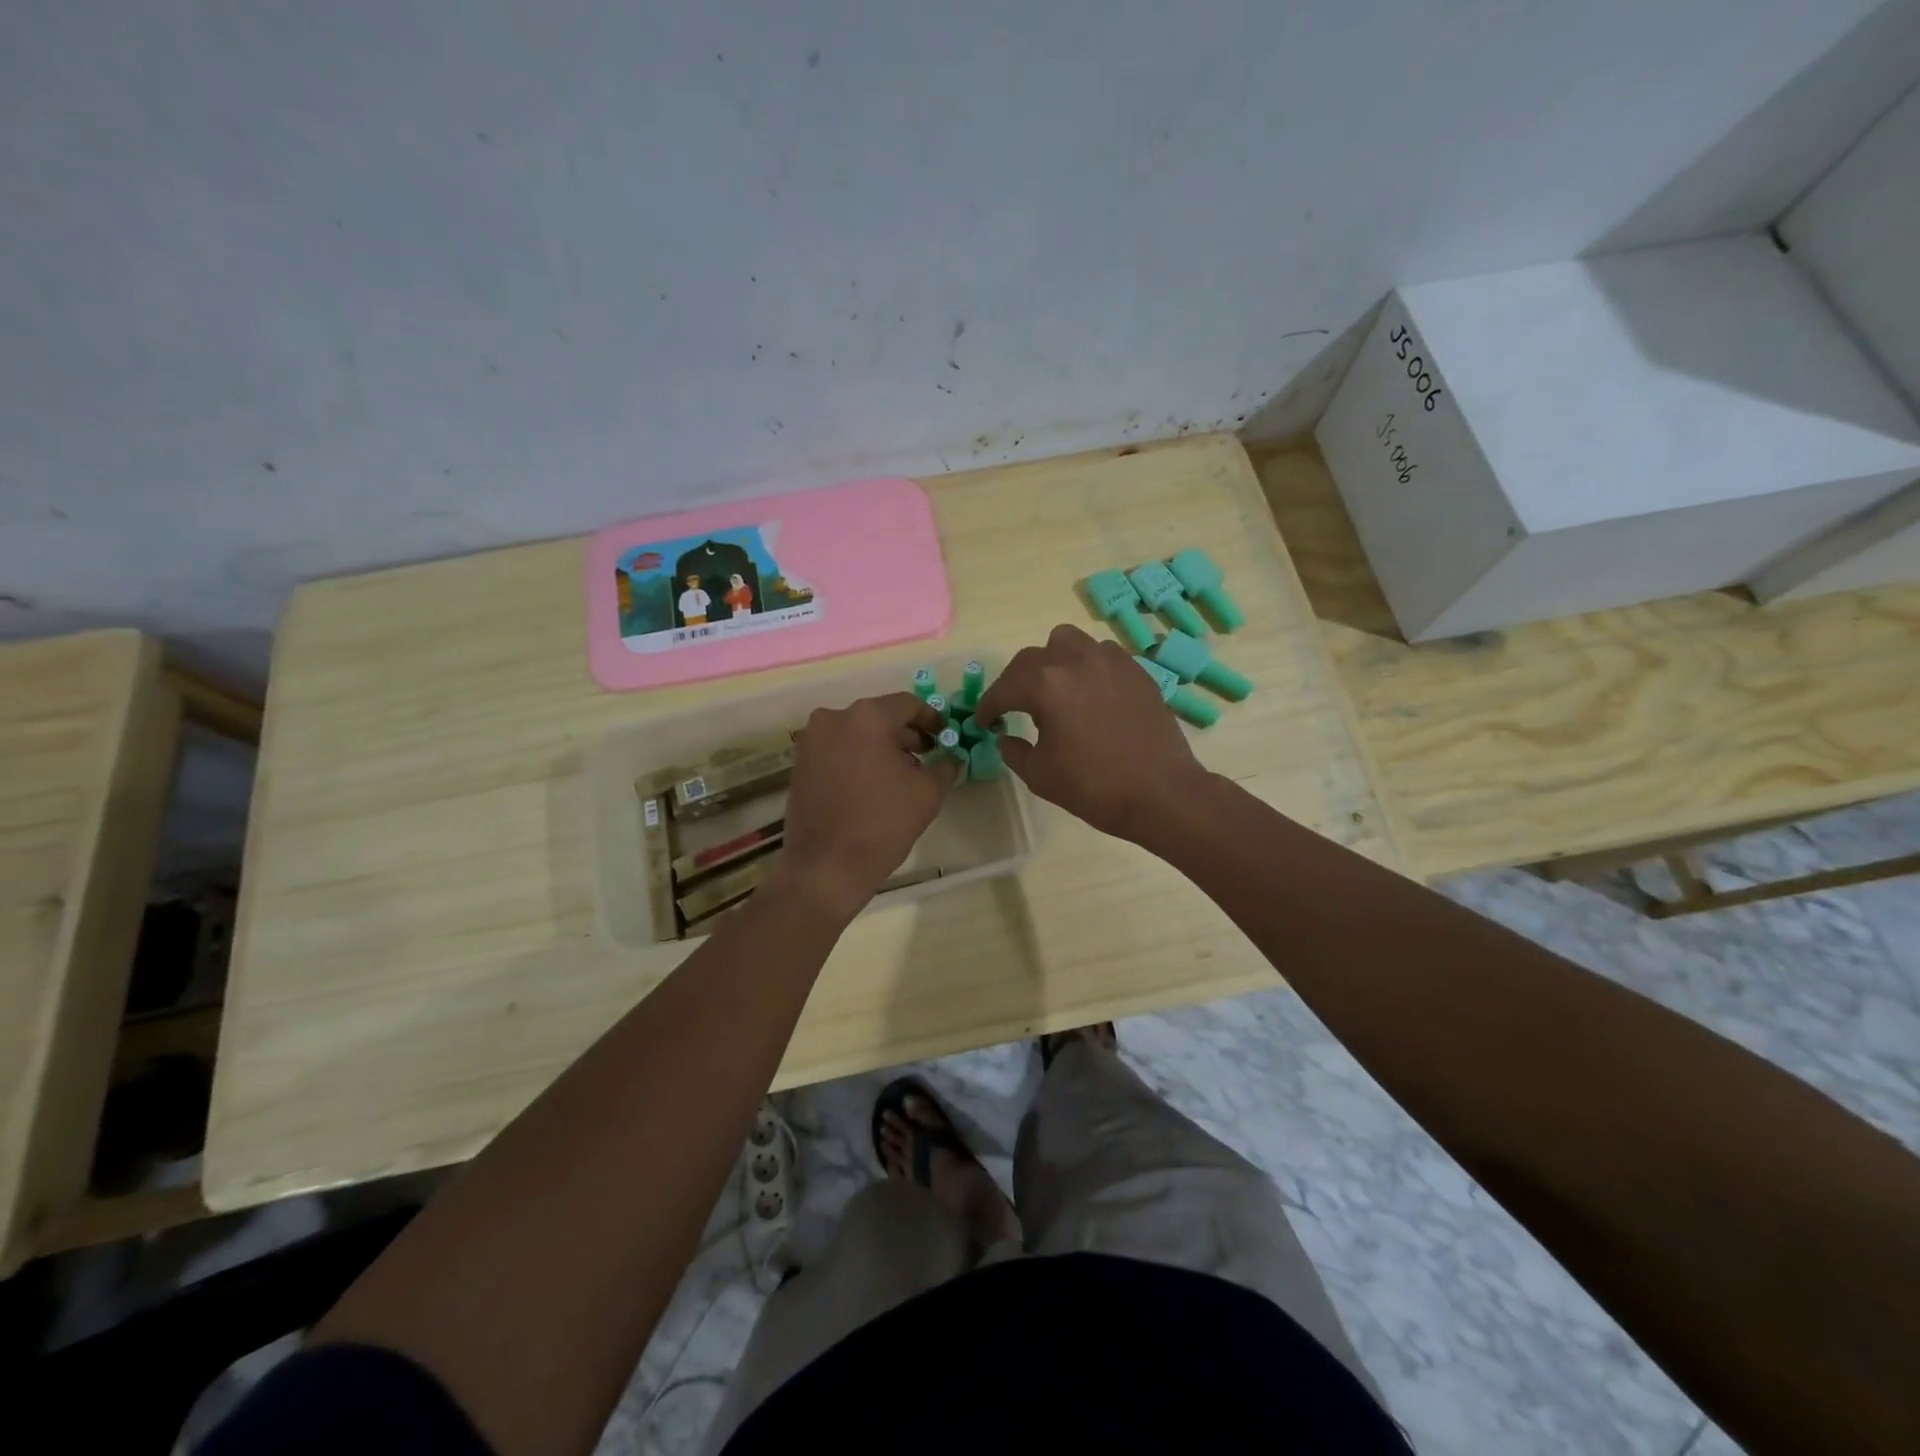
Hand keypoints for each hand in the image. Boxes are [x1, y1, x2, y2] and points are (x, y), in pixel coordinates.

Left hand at [775, 692, 958, 918]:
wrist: (827, 867)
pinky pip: (837, 751)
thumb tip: (952, 757)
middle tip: (928, 756)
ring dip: (881, 747)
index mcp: (867, 717)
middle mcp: (833, 719)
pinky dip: (858, 759)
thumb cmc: (883, 823)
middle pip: (879, 717)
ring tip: (902, 774)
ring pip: (857, 734)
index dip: (931, 719)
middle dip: (906, 735)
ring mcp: (811, 742)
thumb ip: (945, 765)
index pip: (908, 704)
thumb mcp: (928, 792)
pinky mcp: (800, 765)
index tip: (945, 735)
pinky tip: (874, 785)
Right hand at [973, 624, 1209, 841]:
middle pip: (1032, 658)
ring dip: (1053, 661)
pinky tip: (1089, 694)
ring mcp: (1110, 661)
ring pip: (1069, 643)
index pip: (1004, 688)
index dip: (988, 706)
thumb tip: (1006, 736)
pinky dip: (1086, 667)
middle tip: (1013, 707)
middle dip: (1016, 682)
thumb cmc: (1094, 787)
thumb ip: (1014, 751)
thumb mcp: (1040, 775)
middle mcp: (1076, 661)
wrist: (1161, 793)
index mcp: (1046, 685)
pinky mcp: (1136, 670)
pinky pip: (1101, 654)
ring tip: (1054, 689)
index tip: (983, 722)